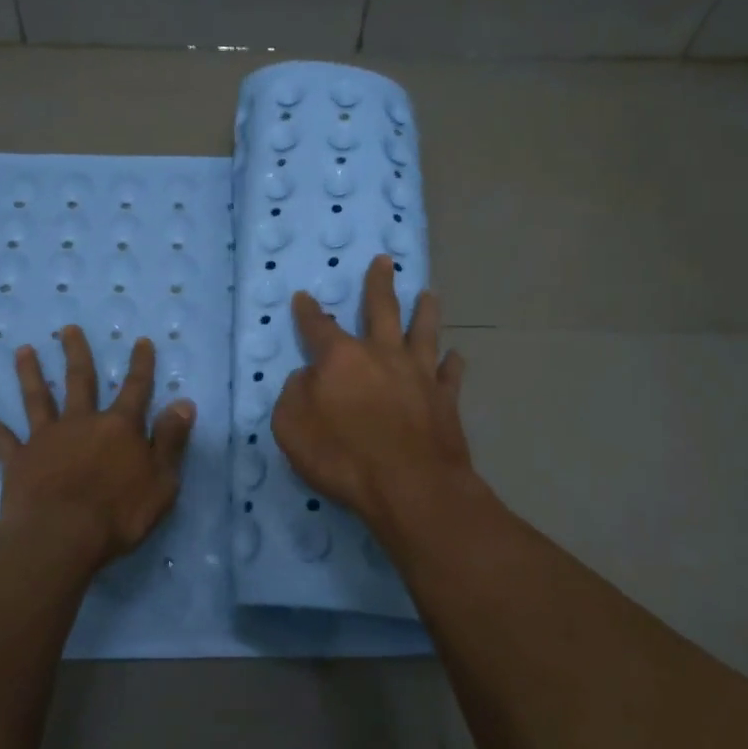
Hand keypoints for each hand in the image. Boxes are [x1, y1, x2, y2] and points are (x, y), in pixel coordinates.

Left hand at [0, 326, 195, 567]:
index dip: (140, 365)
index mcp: (119, 428)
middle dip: (76, 353)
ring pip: (37, 398)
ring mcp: (46, 439)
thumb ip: (171, 440)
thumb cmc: (119, 514)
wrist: (62, 537)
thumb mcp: (162, 480)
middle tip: (68, 329)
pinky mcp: (18, 460)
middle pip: (79, 381)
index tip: (141, 341)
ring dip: (30, 373)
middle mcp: (81, 423)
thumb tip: (184, 403)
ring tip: (23, 350)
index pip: (136, 389)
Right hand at [273, 256, 471, 529]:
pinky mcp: (445, 399)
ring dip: (425, 311)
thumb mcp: (292, 428)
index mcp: (341, 359)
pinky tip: (455, 355)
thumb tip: (308, 377)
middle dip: (379, 284)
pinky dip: (452, 363)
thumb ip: (294, 394)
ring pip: (424, 332)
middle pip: (381, 310)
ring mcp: (419, 375)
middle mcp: (383, 355)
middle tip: (385, 261)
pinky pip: (450, 373)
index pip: (318, 327)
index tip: (303, 297)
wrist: (411, 487)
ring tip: (429, 294)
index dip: (308, 312)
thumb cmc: (344, 458)